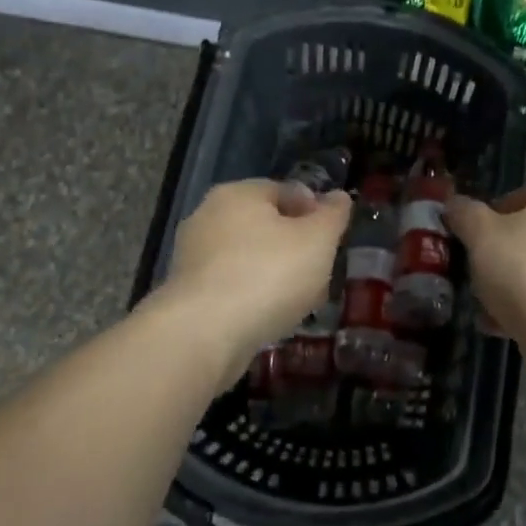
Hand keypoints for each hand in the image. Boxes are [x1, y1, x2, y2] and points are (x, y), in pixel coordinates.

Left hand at [156, 178, 351, 378]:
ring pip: (249, 258)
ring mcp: (193, 256)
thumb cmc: (268, 275)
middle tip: (321, 271)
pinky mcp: (187, 293)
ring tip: (301, 300)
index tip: (333, 239)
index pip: (285, 190)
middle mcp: (209, 216)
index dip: (315, 211)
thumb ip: (332, 215)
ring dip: (275, 274)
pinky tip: (272, 318)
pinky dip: (253, 296)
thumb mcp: (317, 241)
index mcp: (238, 193)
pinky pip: (232, 286)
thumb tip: (338, 197)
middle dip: (295, 245)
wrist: (203, 335)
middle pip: (265, 225)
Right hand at [446, 184, 525, 344]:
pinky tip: (502, 325)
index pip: (523, 195)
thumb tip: (455, 203)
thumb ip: (466, 215)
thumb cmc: (525, 271)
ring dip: (513, 284)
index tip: (473, 237)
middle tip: (477, 272)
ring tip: (485, 305)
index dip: (493, 213)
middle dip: (502, 253)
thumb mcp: (481, 236)